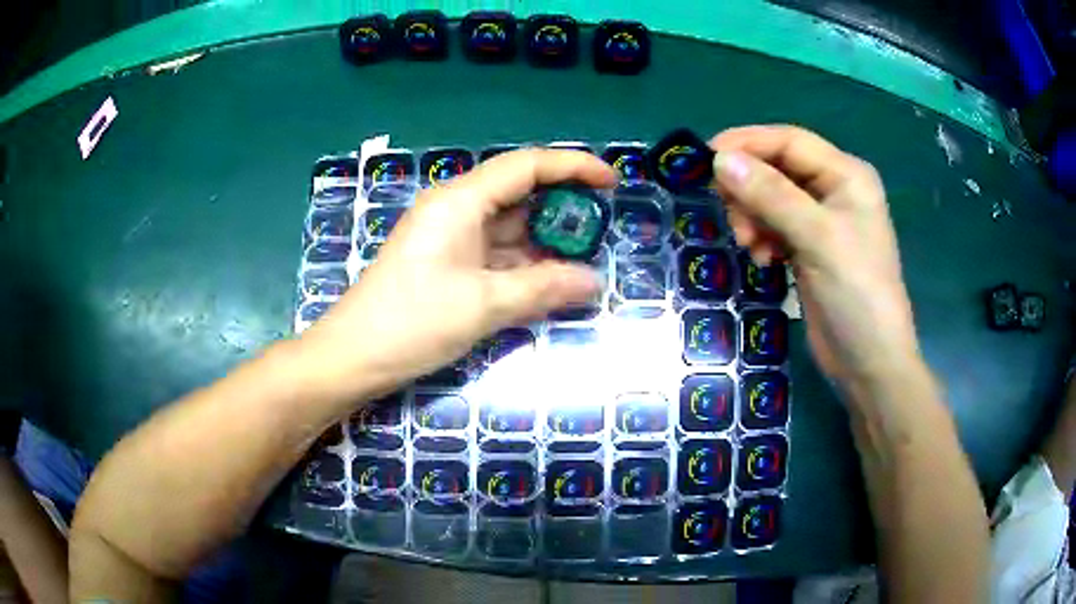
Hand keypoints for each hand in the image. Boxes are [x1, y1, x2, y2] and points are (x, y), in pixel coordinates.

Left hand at [302, 149, 617, 398]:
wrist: (354, 356)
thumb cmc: (413, 322)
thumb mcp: (484, 305)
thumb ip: (544, 289)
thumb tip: (595, 282)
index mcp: (460, 200)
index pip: (527, 166)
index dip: (573, 167)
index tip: (611, 182)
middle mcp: (456, 208)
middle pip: (519, 193)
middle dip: (562, 208)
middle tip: (602, 230)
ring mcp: (450, 237)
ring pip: (509, 227)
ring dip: (545, 242)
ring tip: (586, 259)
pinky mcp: (447, 262)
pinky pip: (495, 253)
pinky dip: (524, 264)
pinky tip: (550, 280)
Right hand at [709, 125, 919, 387]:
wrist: (869, 363)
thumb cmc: (856, 294)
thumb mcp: (817, 239)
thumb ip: (771, 196)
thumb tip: (720, 160)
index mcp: (846, 175)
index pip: (789, 141)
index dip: (747, 143)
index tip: (706, 159)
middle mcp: (834, 191)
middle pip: (777, 168)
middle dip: (749, 187)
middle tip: (730, 216)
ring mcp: (821, 221)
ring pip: (771, 198)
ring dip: (752, 216)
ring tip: (749, 246)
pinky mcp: (809, 249)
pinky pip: (774, 226)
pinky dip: (761, 237)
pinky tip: (763, 260)